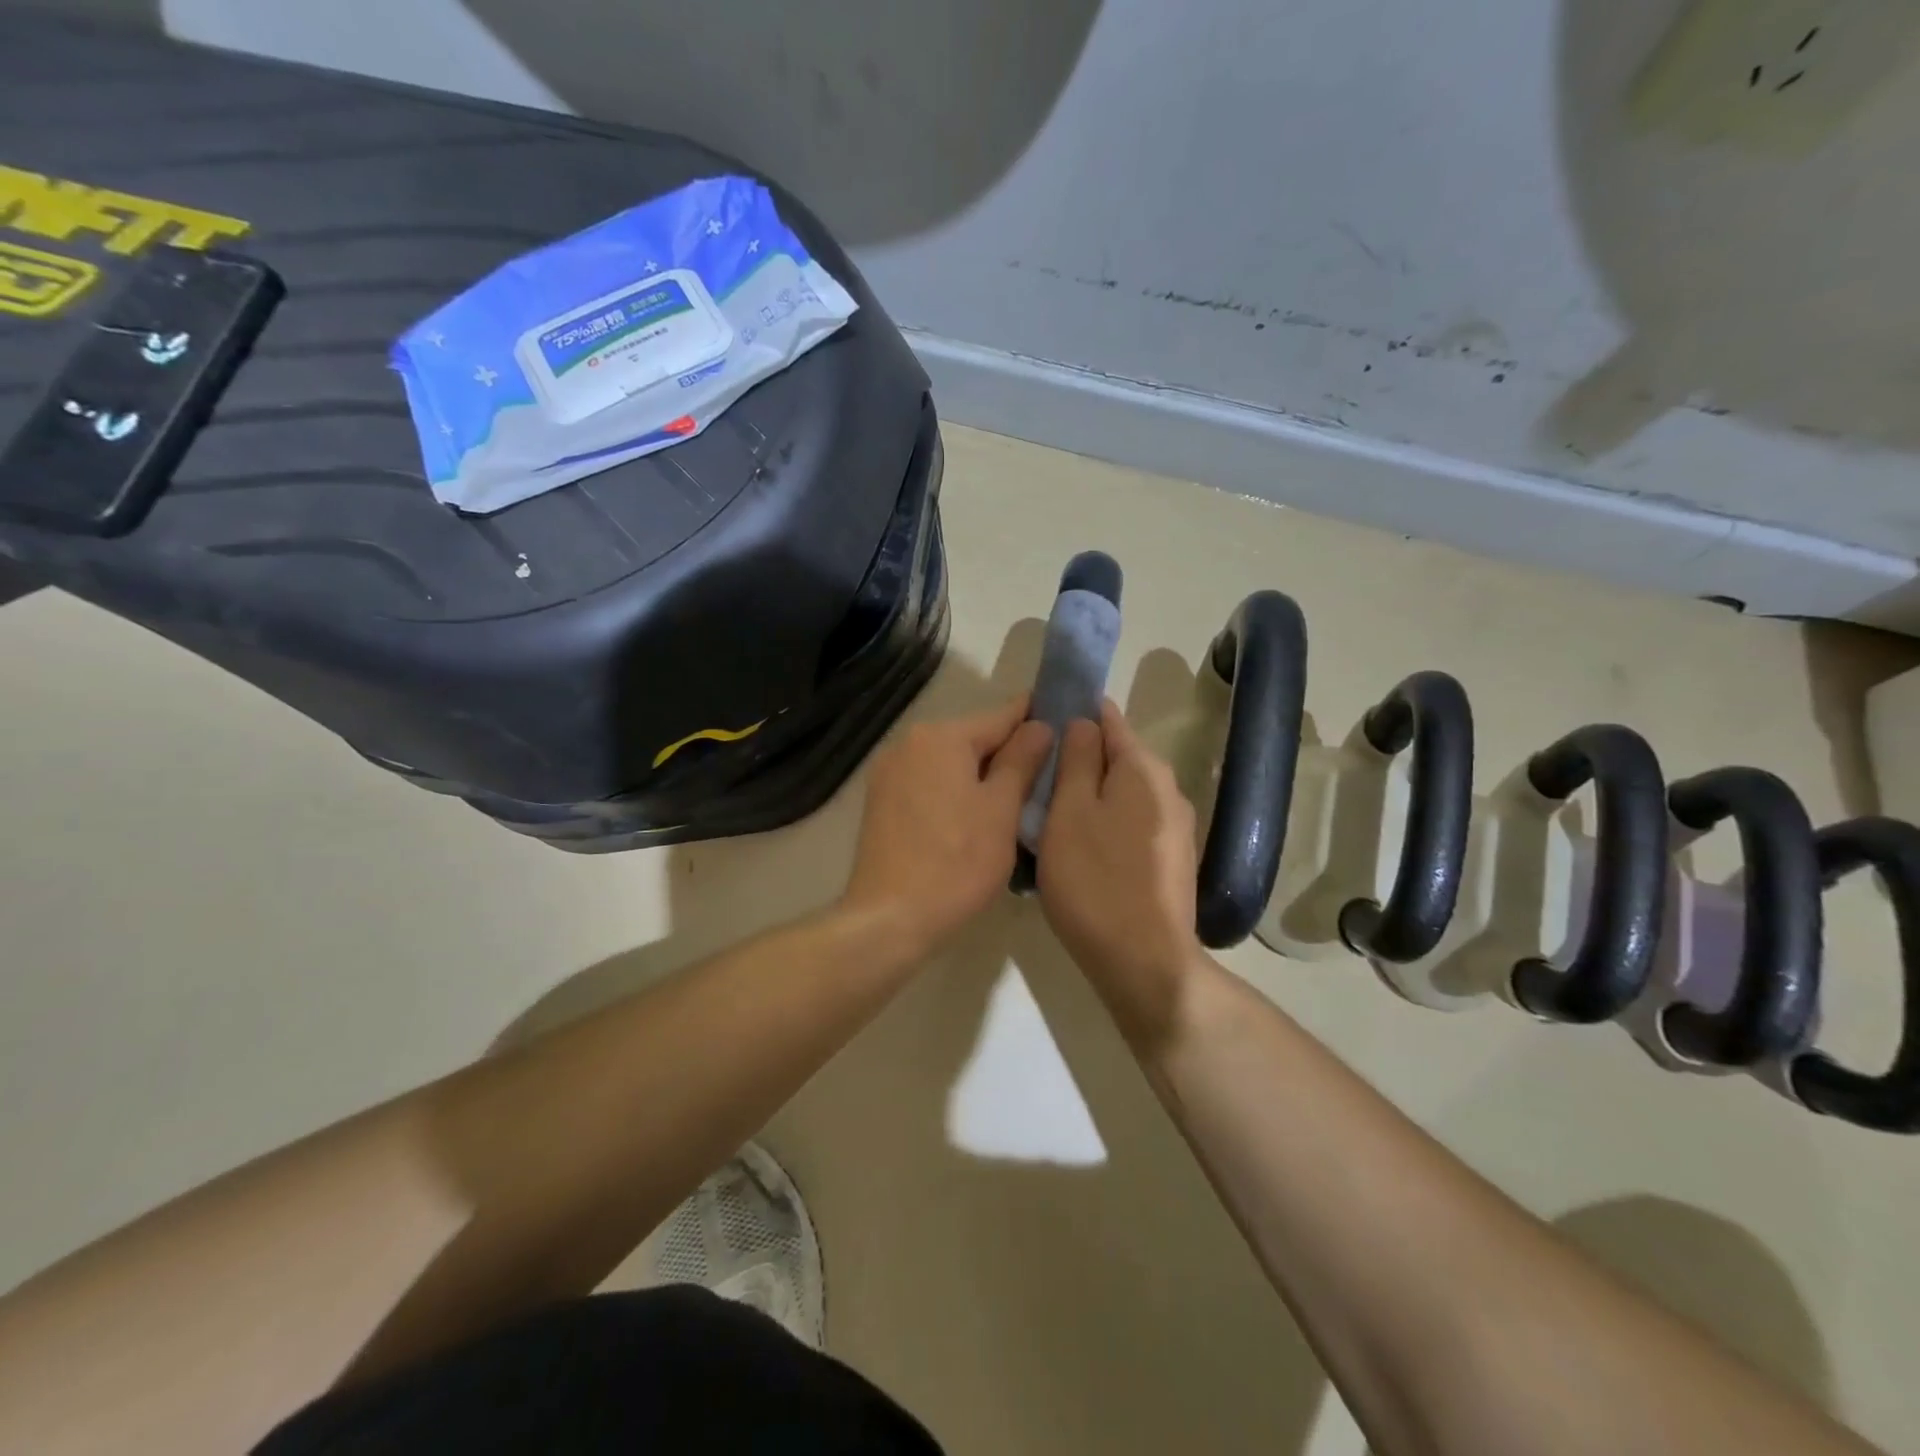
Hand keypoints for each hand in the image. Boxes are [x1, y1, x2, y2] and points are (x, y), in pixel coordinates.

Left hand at [843, 696, 1053, 957]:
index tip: (1065, 717)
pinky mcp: (880, 802)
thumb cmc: (957, 862)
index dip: (1035, 717)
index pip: (1001, 717)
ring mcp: (889, 773)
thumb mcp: (1001, 810)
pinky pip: (929, 783)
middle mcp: (909, 743)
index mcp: (940, 737)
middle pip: (972, 739)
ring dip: (981, 774)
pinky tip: (975, 815)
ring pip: (950, 763)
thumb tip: (1039, 725)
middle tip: (1048, 771)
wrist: (890, 918)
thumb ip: (1021, 761)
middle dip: (1008, 752)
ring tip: (1017, 797)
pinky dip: (955, 791)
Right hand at [1037, 701, 1203, 1042]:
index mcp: (1143, 768)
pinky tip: (1079, 848)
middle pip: (1116, 757)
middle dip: (1078, 759)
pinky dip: (1104, 824)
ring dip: (1089, 796)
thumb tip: (1083, 722)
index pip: (1107, 718)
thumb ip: (1076, 760)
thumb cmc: (1095, 880)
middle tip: (1033, 778)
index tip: (1038, 726)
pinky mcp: (1171, 860)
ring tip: (1048, 816)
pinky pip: (1130, 824)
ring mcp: (1175, 828)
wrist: (1144, 962)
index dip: (1073, 713)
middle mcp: (1168, 789)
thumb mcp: (1069, 812)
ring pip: (1122, 794)